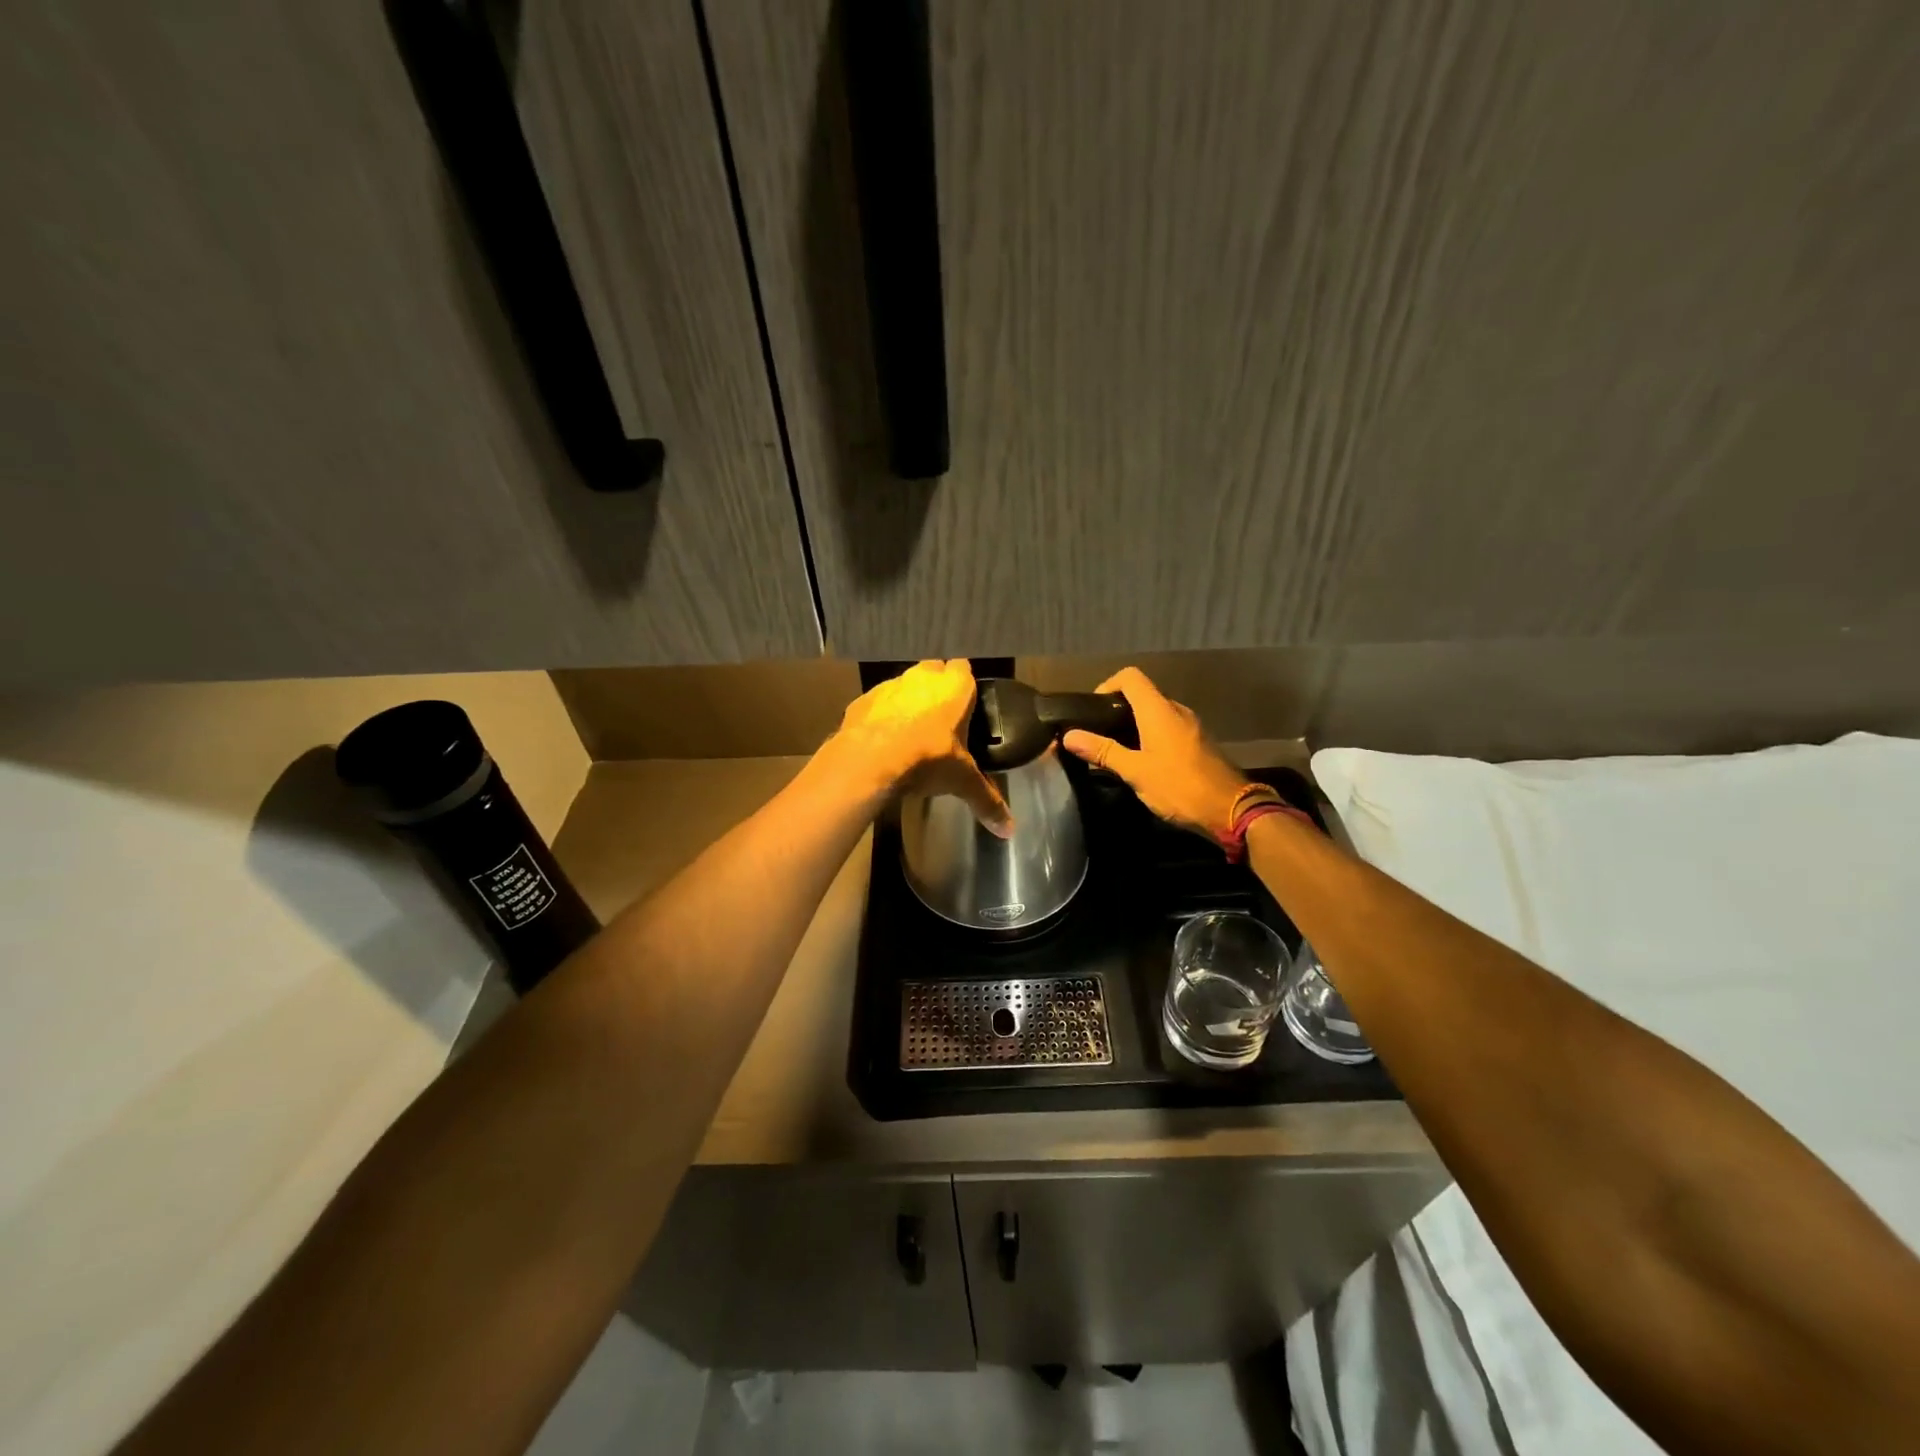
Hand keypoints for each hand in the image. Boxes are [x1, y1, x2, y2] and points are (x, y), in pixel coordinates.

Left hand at [824, 660, 1013, 836]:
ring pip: (904, 685)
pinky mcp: (863, 699)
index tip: (966, 705)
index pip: (964, 669)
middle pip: (934, 671)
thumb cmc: (927, 759)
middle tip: (941, 719)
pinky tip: (883, 741)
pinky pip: (878, 703)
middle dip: (937, 689)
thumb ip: (986, 800)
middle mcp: (923, 676)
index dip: (964, 685)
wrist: (869, 759)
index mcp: (954, 686)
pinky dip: (881, 716)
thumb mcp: (962, 781)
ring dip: (908, 701)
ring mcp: (890, 685)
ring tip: (911, 733)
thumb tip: (1009, 830)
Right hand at [1061, 667, 1249, 839]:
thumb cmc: (1179, 786)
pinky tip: (1142, 762)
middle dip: (1117, 710)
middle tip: (1098, 735)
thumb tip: (1069, 736)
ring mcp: (1191, 726)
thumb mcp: (1136, 771)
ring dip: (1134, 726)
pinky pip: (1169, 729)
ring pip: (1156, 714)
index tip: (1093, 711)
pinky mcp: (1198, 743)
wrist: (1231, 810)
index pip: (1130, 677)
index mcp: (1159, 710)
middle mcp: (1176, 710)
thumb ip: (1103, 751)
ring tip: (1116, 751)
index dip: (1107, 685)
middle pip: (1142, 695)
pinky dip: (1151, 737)